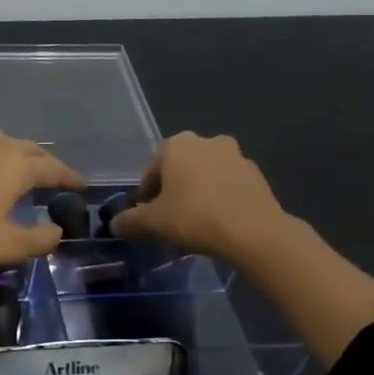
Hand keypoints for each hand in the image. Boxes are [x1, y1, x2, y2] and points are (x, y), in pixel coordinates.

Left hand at [0, 126, 84, 277]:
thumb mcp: (7, 246)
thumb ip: (38, 239)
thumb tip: (56, 231)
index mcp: (16, 164)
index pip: (52, 168)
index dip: (69, 178)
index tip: (83, 185)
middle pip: (29, 149)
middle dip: (46, 163)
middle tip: (58, 178)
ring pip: (4, 145)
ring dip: (20, 156)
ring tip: (26, 174)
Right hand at [110, 132, 296, 263]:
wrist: (254, 232)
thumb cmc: (194, 217)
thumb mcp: (152, 223)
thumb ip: (129, 221)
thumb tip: (115, 224)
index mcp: (178, 145)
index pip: (151, 169)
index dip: (144, 195)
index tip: (145, 216)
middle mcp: (208, 141)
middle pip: (179, 169)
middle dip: (171, 191)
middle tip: (167, 218)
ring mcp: (237, 156)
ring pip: (205, 176)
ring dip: (196, 194)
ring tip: (193, 223)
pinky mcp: (258, 176)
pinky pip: (228, 186)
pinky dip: (218, 199)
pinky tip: (216, 224)